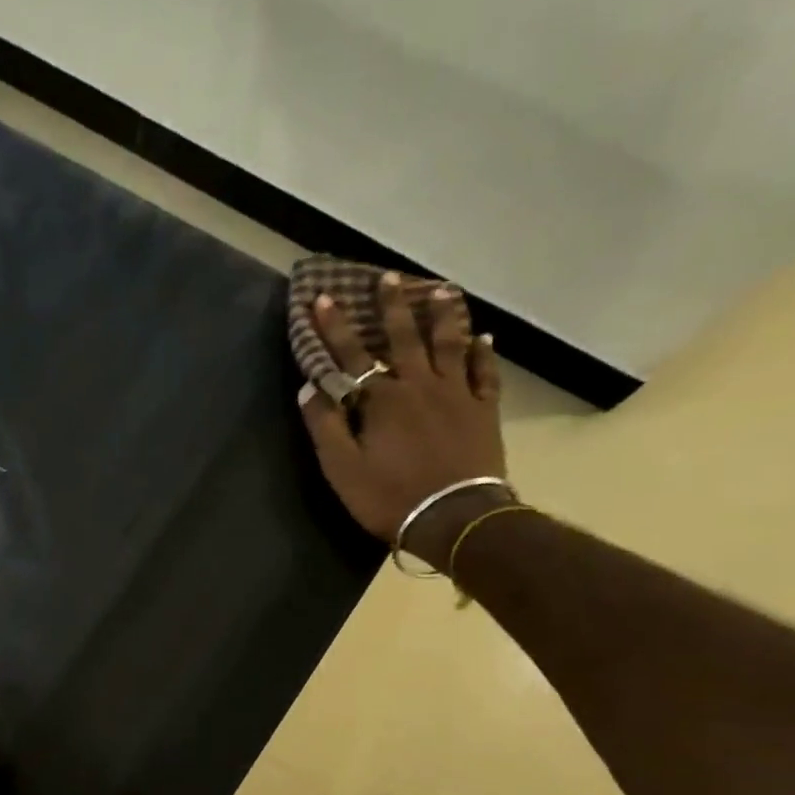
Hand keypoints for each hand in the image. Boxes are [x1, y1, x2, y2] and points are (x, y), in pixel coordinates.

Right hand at [297, 274, 509, 568]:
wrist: (453, 517)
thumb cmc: (389, 496)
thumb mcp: (342, 469)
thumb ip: (325, 426)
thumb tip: (308, 389)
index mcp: (382, 400)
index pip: (351, 356)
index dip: (333, 328)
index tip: (322, 299)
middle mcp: (420, 386)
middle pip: (404, 338)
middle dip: (391, 306)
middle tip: (388, 277)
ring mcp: (456, 395)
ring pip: (450, 344)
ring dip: (444, 316)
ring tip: (441, 290)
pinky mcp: (483, 410)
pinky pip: (485, 372)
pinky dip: (484, 352)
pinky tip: (484, 336)